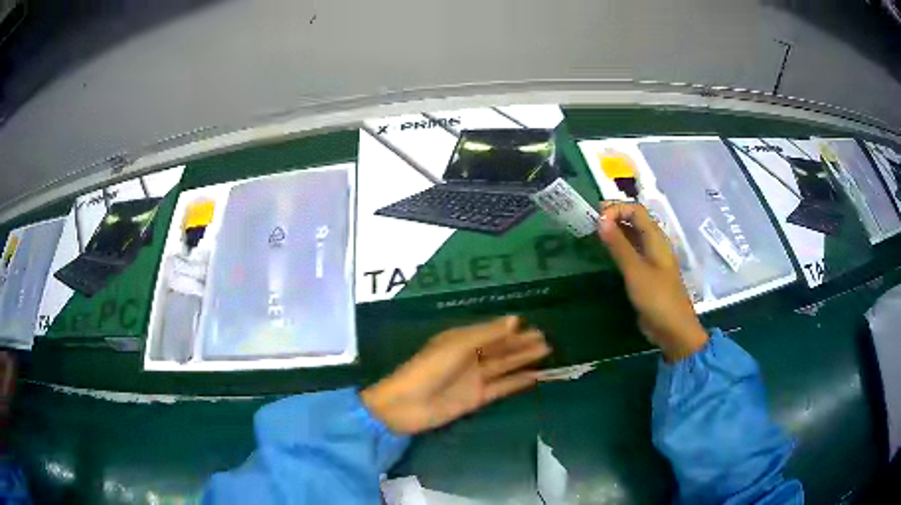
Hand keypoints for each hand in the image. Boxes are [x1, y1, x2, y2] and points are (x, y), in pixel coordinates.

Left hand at [361, 316, 550, 434]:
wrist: (406, 405)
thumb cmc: (429, 368)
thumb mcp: (458, 345)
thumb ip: (487, 334)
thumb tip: (516, 320)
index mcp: (462, 340)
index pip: (492, 332)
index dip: (512, 330)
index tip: (534, 326)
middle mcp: (470, 357)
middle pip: (501, 348)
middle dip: (522, 343)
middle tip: (546, 338)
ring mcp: (474, 379)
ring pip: (504, 366)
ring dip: (523, 360)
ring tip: (546, 352)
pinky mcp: (477, 398)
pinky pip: (502, 387)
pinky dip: (517, 382)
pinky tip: (535, 377)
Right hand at [597, 202, 707, 361]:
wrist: (673, 330)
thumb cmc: (657, 298)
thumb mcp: (635, 271)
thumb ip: (618, 245)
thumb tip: (600, 219)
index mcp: (656, 238)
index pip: (636, 210)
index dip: (616, 209)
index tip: (596, 220)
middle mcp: (655, 244)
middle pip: (634, 220)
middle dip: (613, 217)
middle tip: (589, 224)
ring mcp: (651, 259)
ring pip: (632, 236)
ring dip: (615, 232)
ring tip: (593, 236)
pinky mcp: (647, 274)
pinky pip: (631, 253)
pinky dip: (618, 248)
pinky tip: (605, 255)